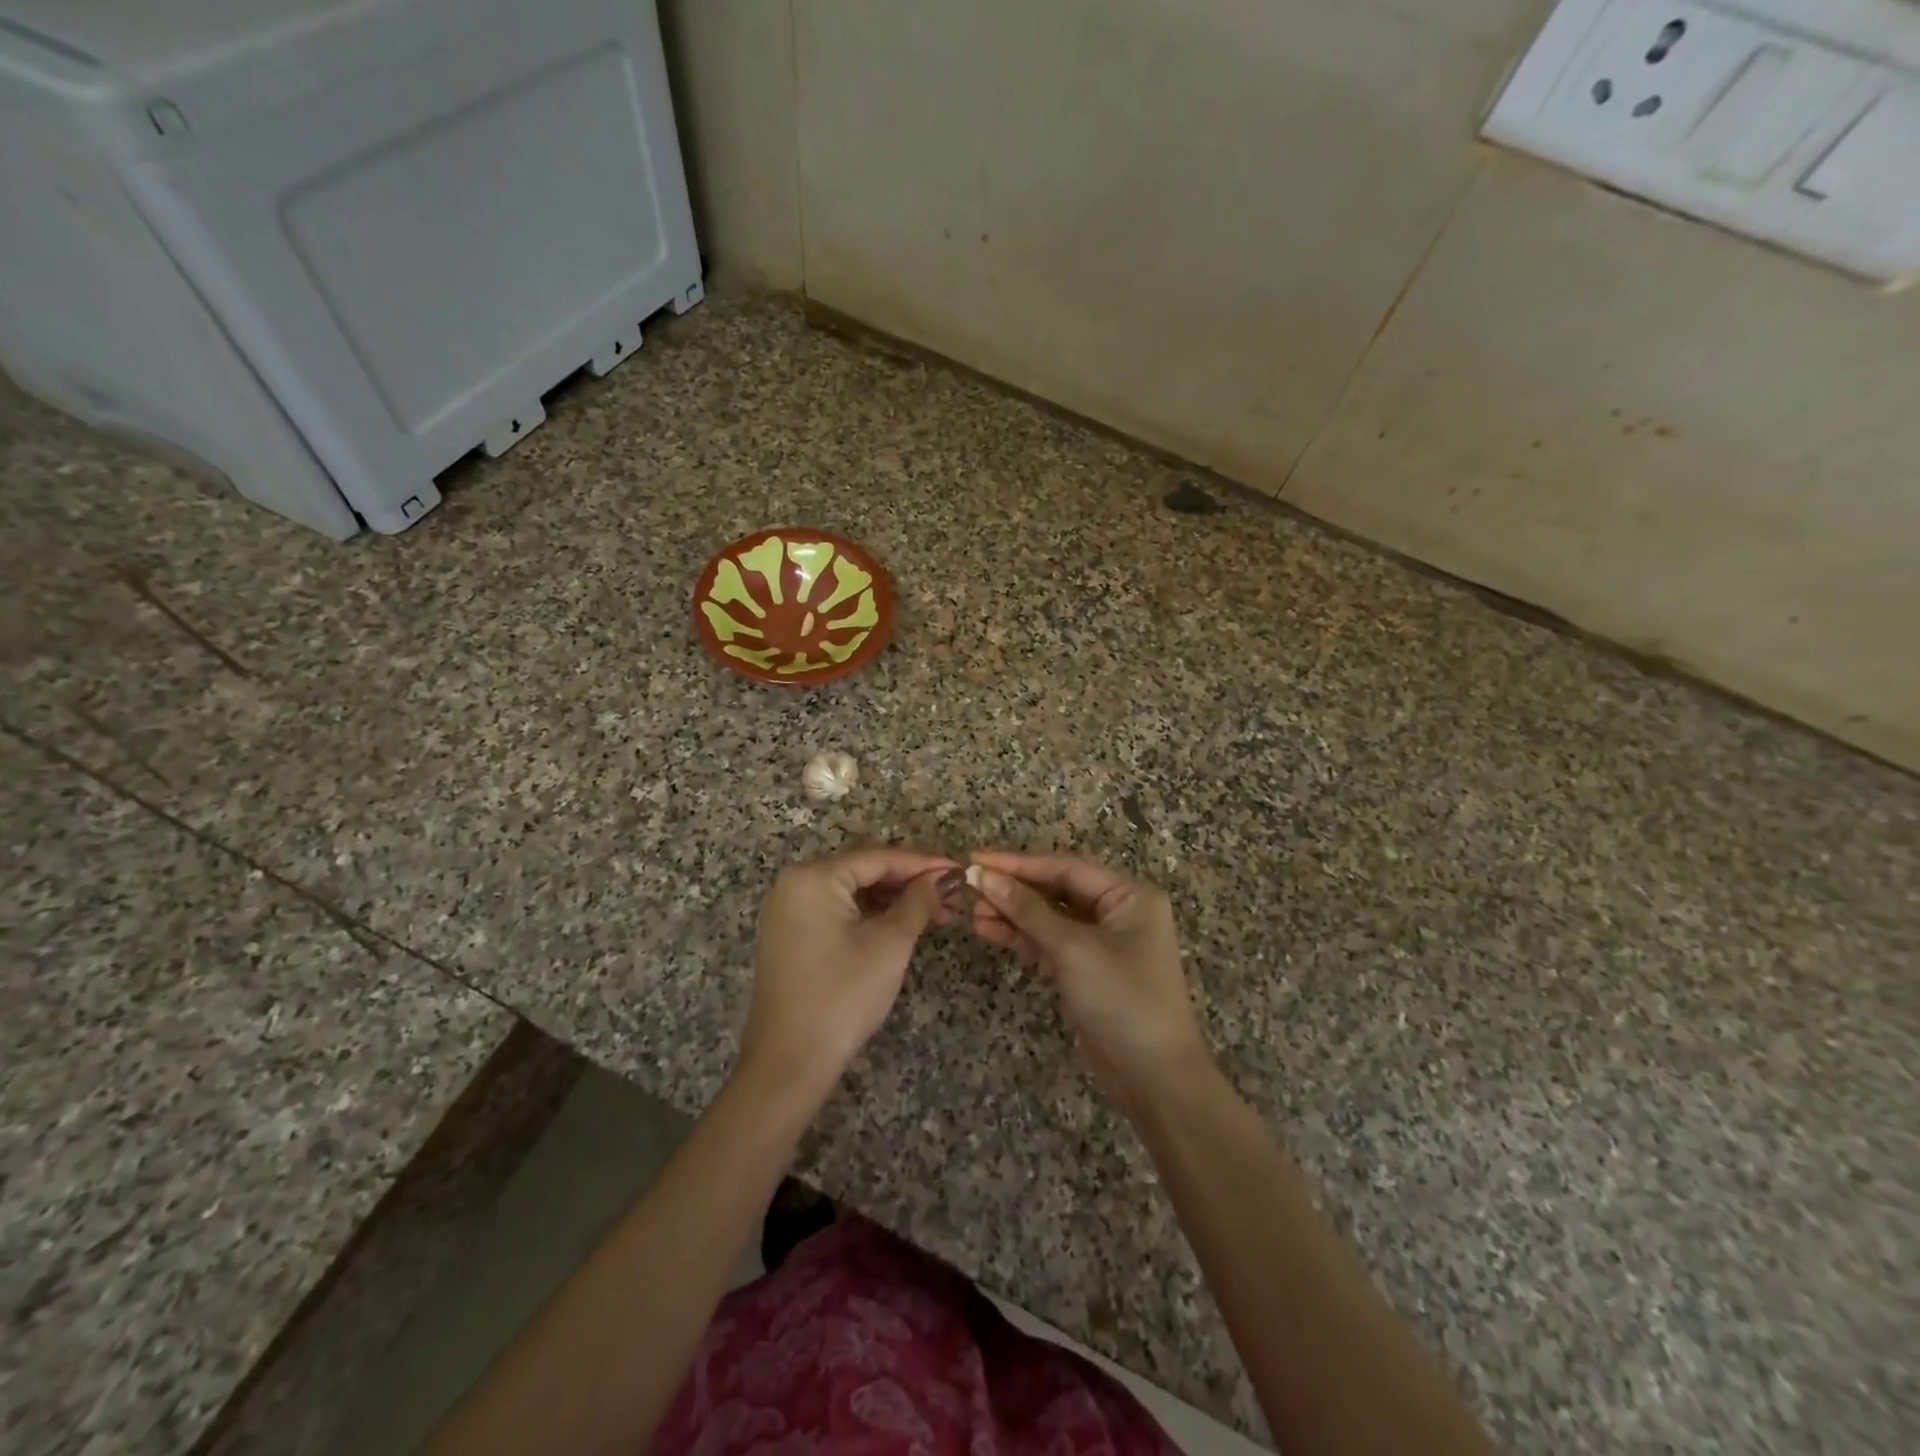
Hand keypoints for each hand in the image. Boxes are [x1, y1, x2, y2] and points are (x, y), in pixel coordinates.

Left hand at [740, 846, 959, 1101]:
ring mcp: (788, 910)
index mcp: (813, 877)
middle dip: (908, 881)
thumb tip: (942, 878)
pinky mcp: (790, 935)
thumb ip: (918, 902)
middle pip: (862, 869)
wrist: (789, 1063)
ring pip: (851, 891)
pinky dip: (868, 914)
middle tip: (949, 894)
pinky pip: (836, 910)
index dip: (922, 863)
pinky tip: (900, 923)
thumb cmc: (843, 996)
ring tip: (934, 911)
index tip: (957, 870)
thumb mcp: (890, 944)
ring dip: (891, 898)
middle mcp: (794, 884)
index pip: (877, 857)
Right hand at [967, 852, 1210, 1112]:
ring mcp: (1103, 943)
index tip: (976, 860)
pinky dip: (1023, 938)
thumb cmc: (1121, 999)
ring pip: (1050, 917)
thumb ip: (1027, 910)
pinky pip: (1051, 943)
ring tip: (972, 914)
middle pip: (1056, 890)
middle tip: (970, 889)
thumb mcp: (1072, 949)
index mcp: (1128, 895)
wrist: (1153, 1078)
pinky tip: (990, 931)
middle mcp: (1118, 912)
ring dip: (1013, 915)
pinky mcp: (1088, 970)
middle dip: (1013, 890)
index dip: (1018, 863)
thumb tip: (983, 875)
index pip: (1065, 867)